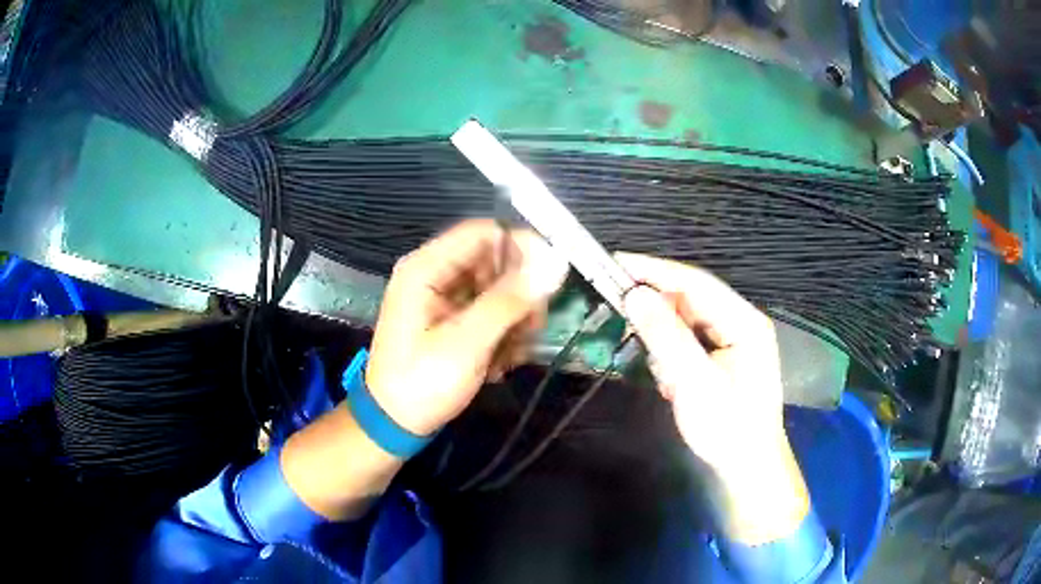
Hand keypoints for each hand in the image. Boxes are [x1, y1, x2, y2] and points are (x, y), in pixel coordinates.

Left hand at [366, 219, 568, 436]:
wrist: (395, 424)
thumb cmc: (422, 383)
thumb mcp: (466, 343)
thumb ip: (508, 301)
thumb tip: (552, 263)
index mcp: (426, 268)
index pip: (483, 233)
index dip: (520, 247)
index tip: (551, 277)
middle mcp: (435, 274)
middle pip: (494, 262)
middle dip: (519, 294)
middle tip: (532, 327)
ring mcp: (444, 298)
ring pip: (498, 289)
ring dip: (514, 319)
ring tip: (511, 354)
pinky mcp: (453, 319)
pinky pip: (490, 311)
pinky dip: (502, 333)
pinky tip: (499, 363)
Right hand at [616, 253, 808, 544]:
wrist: (747, 467)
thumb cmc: (727, 428)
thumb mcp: (694, 383)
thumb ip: (666, 337)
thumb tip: (635, 295)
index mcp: (745, 321)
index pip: (696, 282)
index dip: (655, 270)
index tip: (616, 262)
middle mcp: (741, 322)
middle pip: (692, 298)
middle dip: (657, 306)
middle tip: (619, 310)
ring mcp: (734, 339)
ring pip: (689, 320)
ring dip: (665, 336)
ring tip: (655, 364)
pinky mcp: (724, 356)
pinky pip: (691, 340)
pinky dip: (673, 352)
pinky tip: (669, 378)